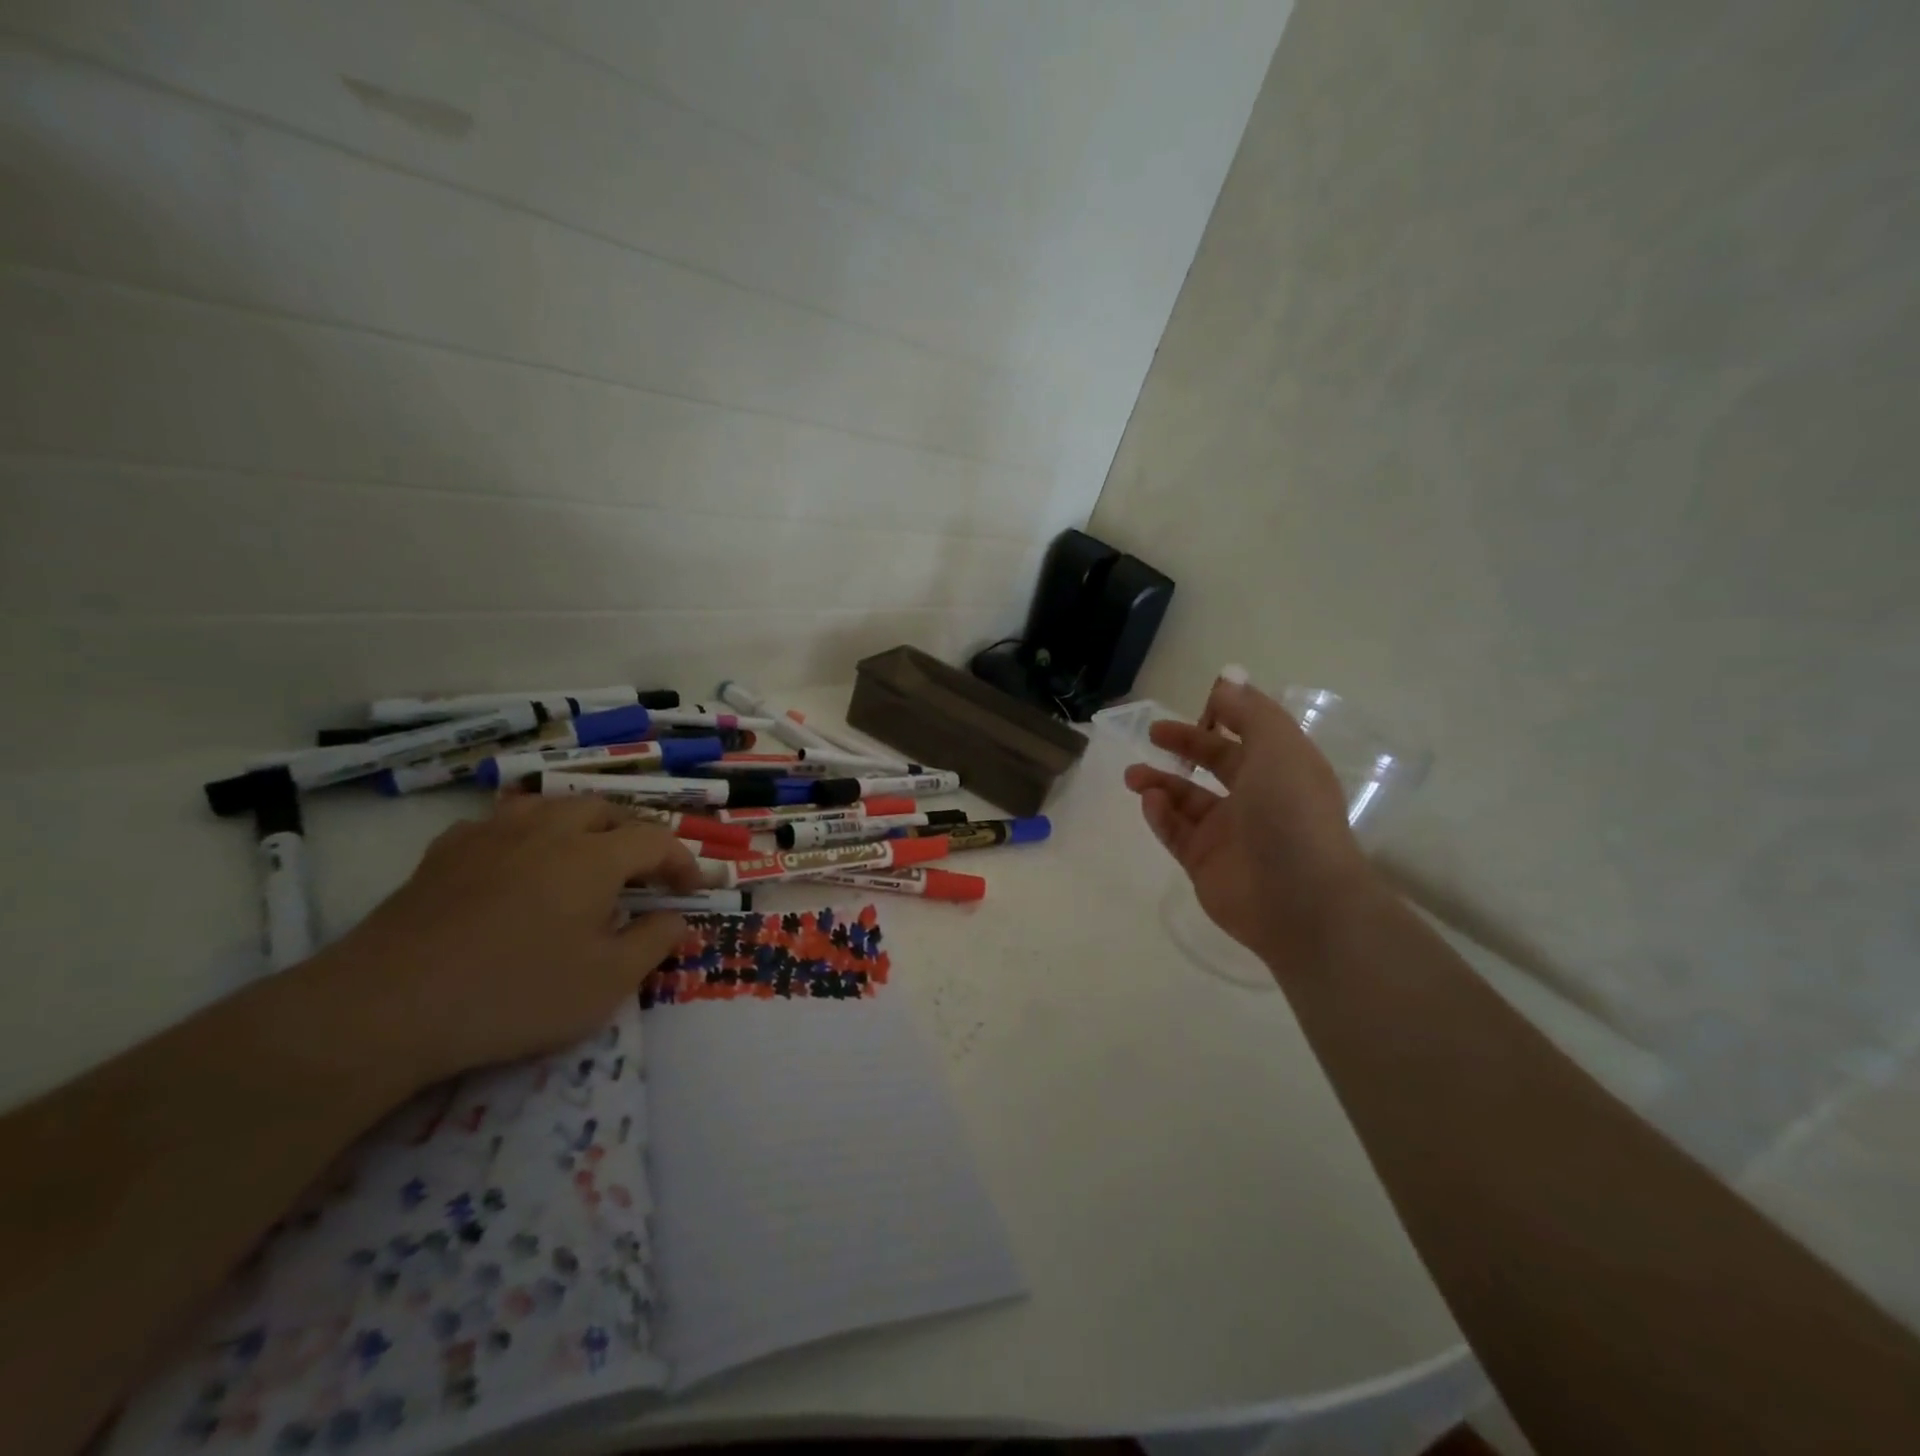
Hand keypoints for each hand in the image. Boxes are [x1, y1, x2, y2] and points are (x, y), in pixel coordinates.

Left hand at [309, 796, 703, 1090]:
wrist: (387, 1005)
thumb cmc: (515, 993)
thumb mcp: (606, 982)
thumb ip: (654, 943)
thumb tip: (680, 920)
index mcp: (594, 856)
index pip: (655, 841)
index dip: (681, 861)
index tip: (692, 889)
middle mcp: (548, 830)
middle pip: (603, 811)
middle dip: (633, 835)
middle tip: (641, 872)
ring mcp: (491, 835)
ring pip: (549, 805)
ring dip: (580, 824)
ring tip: (584, 853)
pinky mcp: (445, 853)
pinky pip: (499, 823)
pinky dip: (524, 834)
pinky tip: (516, 861)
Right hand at [1124, 679, 1377, 965]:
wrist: (1298, 900)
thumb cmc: (1291, 813)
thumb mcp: (1278, 747)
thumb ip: (1250, 712)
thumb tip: (1226, 682)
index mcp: (1283, 769)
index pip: (1249, 736)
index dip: (1223, 718)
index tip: (1193, 707)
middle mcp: (1258, 799)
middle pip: (1215, 764)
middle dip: (1184, 746)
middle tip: (1152, 735)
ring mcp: (1230, 834)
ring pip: (1188, 800)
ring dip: (1161, 783)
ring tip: (1134, 776)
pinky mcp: (1205, 863)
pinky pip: (1176, 832)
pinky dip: (1160, 815)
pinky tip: (1150, 802)